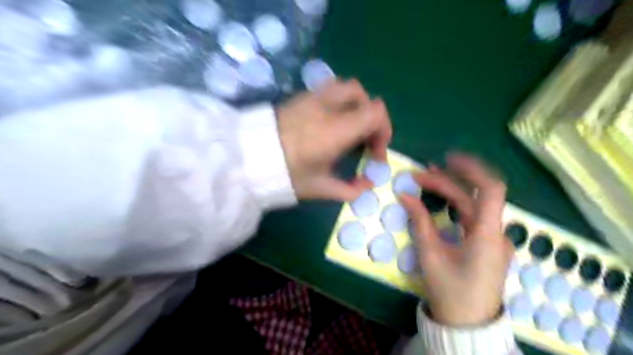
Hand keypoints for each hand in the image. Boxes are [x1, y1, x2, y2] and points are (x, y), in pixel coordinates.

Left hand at [278, 80, 390, 201]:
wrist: (247, 159)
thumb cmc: (286, 175)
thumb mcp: (320, 188)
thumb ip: (349, 189)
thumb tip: (368, 184)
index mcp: (336, 129)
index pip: (375, 112)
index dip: (383, 130)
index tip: (374, 152)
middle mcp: (327, 107)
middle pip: (363, 96)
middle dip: (370, 118)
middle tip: (362, 141)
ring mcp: (312, 98)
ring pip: (346, 88)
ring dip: (355, 106)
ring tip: (347, 129)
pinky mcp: (299, 97)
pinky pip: (328, 90)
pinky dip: (338, 103)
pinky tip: (328, 124)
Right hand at [399, 154, 513, 326]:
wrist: (467, 323)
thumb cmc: (449, 291)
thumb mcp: (430, 254)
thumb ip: (419, 221)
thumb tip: (405, 195)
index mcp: (488, 235)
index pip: (490, 190)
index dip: (472, 169)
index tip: (447, 160)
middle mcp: (496, 233)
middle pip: (474, 196)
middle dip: (447, 182)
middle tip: (419, 176)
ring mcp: (494, 239)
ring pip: (474, 206)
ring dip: (452, 191)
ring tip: (427, 180)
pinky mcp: (487, 244)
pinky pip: (473, 217)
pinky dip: (456, 205)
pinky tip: (441, 200)